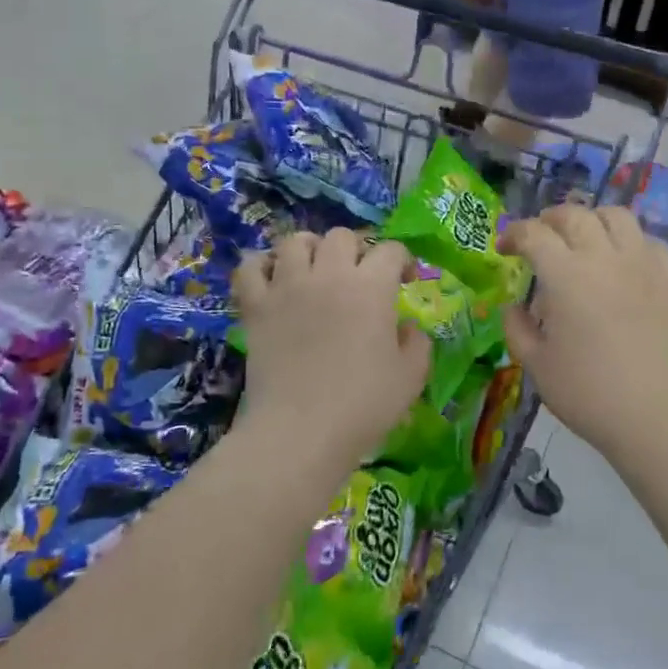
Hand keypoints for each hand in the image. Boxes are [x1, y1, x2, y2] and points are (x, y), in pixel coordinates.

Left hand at [234, 230, 430, 472]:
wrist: (300, 431)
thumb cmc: (363, 406)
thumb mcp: (411, 377)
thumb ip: (417, 343)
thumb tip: (407, 327)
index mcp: (372, 287)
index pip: (391, 250)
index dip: (403, 260)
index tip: (405, 280)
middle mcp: (329, 275)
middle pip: (341, 237)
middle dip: (356, 250)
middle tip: (359, 275)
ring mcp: (287, 286)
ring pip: (295, 241)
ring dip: (309, 249)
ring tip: (314, 270)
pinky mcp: (256, 306)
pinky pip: (250, 267)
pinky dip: (260, 266)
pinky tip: (272, 280)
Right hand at [500, 205, 667, 465]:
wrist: (658, 416)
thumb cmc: (589, 393)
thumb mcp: (536, 365)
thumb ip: (517, 329)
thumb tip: (513, 307)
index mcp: (565, 276)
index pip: (534, 234)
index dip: (513, 233)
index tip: (504, 248)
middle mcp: (604, 258)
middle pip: (575, 215)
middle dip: (550, 219)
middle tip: (539, 238)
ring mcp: (642, 265)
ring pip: (618, 216)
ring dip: (593, 220)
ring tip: (583, 239)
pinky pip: (651, 242)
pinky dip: (632, 241)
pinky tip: (624, 261)